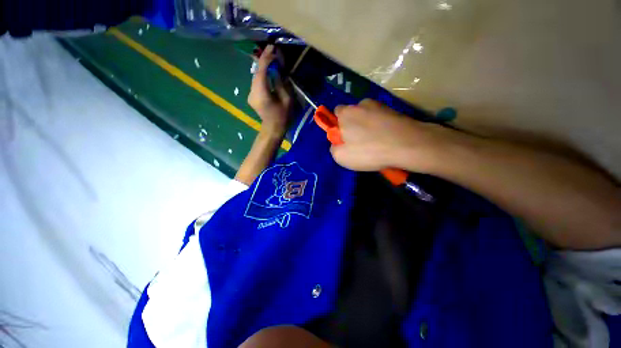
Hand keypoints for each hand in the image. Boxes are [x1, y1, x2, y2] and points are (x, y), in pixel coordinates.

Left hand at [247, 45, 291, 135]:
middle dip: (264, 60)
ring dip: (263, 67)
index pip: (261, 71)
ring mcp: (250, 94)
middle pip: (256, 72)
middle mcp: (252, 92)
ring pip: (255, 76)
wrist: (273, 129)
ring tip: (272, 58)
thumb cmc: (282, 117)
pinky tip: (268, 71)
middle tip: (273, 51)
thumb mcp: (287, 100)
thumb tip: (279, 70)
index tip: (273, 48)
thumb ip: (282, 84)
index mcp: (261, 94)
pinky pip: (256, 82)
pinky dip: (262, 75)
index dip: (266, 58)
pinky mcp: (252, 96)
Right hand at [330, 99, 450, 172]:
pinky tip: (386, 139)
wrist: (407, 145)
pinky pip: (381, 119)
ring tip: (376, 142)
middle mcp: (361, 104)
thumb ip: (334, 148)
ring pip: (368, 116)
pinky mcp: (394, 110)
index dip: (338, 125)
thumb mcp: (342, 157)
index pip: (336, 112)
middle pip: (353, 114)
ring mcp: (380, 105)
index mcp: (346, 113)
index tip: (344, 138)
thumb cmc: (369, 151)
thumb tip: (337, 144)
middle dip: (353, 126)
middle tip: (360, 143)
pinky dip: (381, 127)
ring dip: (368, 126)